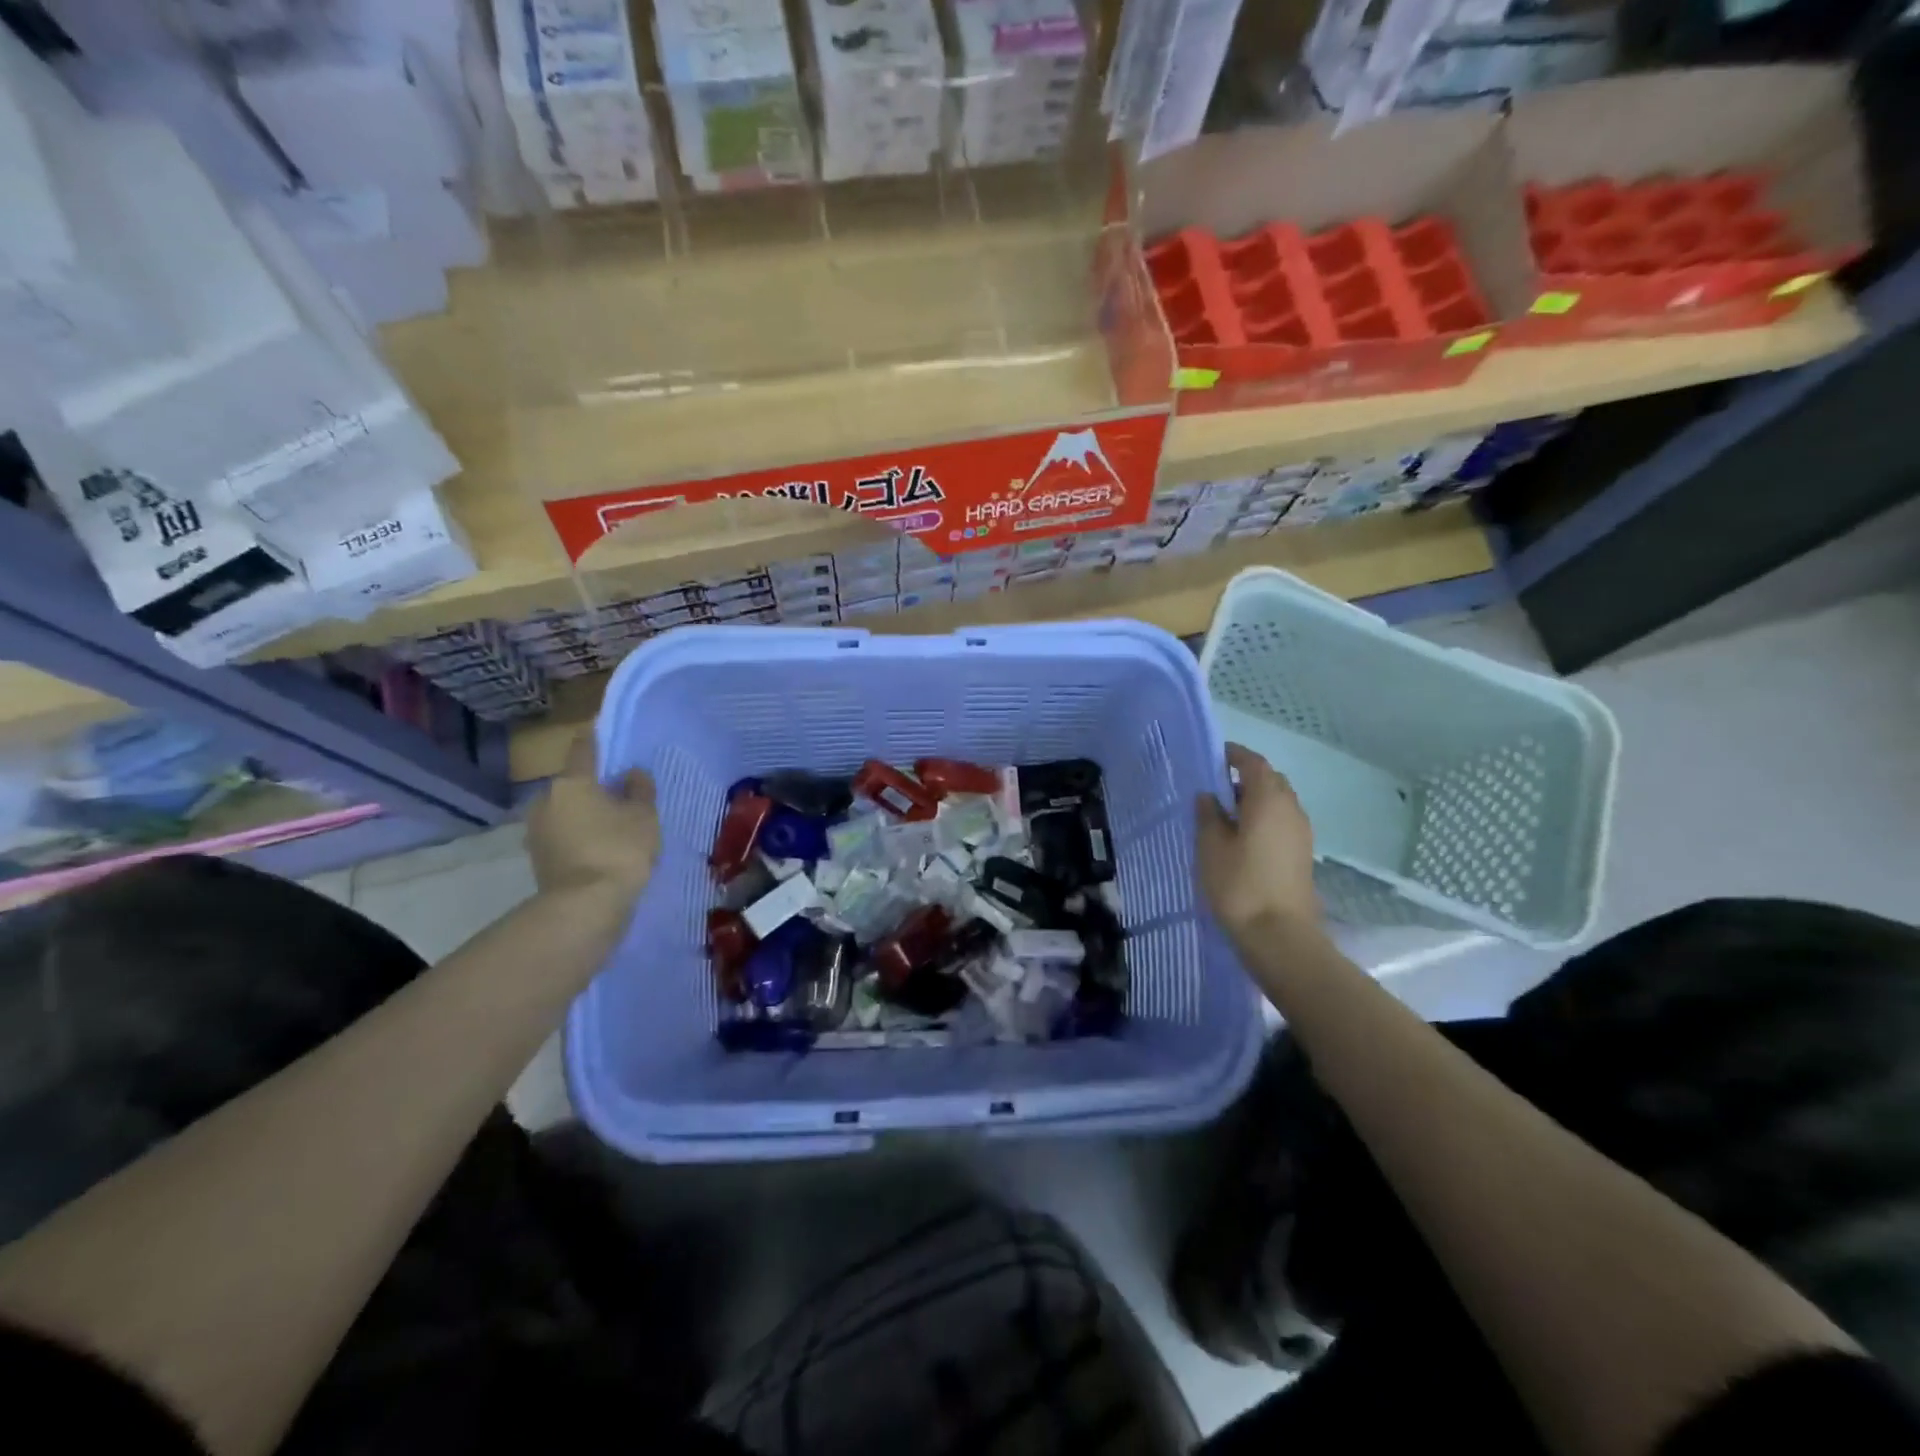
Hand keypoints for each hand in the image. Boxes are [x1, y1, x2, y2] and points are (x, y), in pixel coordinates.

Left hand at [527, 733, 660, 905]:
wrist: (585, 907)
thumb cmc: (619, 850)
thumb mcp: (644, 816)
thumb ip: (639, 789)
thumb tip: (631, 773)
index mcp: (571, 782)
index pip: (583, 748)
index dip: (597, 740)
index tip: (609, 739)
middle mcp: (546, 800)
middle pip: (573, 783)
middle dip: (593, 786)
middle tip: (620, 795)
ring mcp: (537, 831)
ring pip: (566, 811)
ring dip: (585, 814)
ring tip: (612, 825)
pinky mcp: (538, 858)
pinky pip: (563, 836)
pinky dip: (579, 837)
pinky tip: (600, 848)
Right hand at [1195, 743, 1320, 942]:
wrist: (1279, 935)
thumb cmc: (1239, 884)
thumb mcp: (1210, 846)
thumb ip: (1208, 815)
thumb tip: (1209, 796)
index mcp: (1268, 799)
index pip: (1253, 763)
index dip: (1234, 755)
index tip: (1213, 757)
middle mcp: (1291, 809)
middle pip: (1270, 781)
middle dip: (1245, 778)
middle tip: (1216, 788)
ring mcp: (1301, 833)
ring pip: (1277, 803)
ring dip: (1254, 801)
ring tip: (1225, 816)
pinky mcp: (1301, 854)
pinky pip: (1281, 823)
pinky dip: (1263, 819)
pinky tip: (1241, 839)